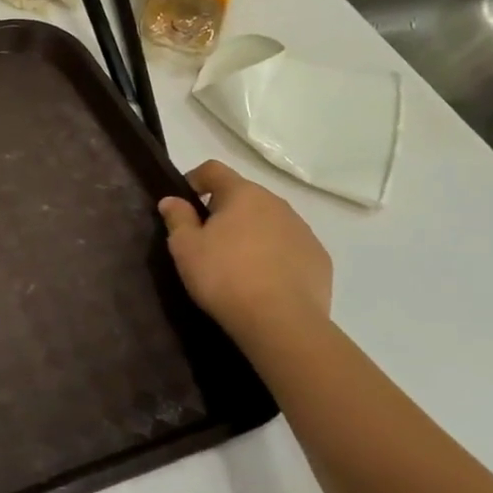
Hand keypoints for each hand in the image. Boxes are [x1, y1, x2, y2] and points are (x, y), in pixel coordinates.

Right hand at [158, 159, 332, 339]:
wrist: (282, 323)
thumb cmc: (224, 276)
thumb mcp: (185, 247)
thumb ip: (177, 217)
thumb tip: (172, 200)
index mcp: (243, 194)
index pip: (214, 169)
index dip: (195, 179)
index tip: (184, 202)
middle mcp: (277, 203)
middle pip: (244, 195)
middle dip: (224, 210)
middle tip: (208, 239)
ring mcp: (303, 230)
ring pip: (269, 221)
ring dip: (252, 232)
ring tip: (238, 263)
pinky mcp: (319, 258)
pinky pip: (290, 246)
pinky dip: (275, 255)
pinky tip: (265, 281)